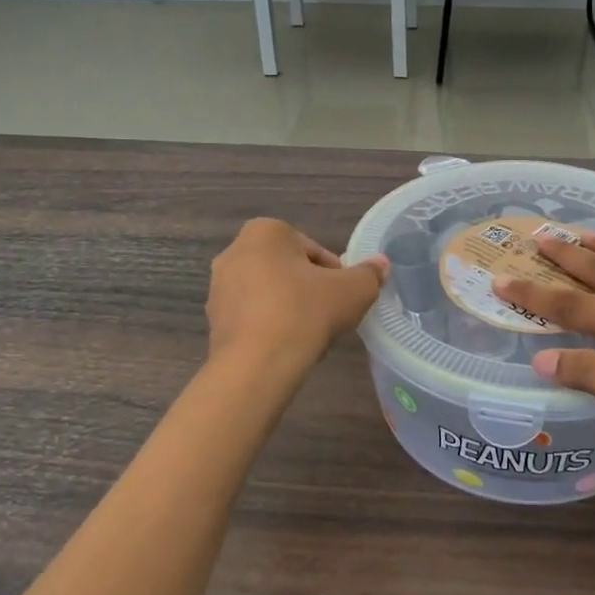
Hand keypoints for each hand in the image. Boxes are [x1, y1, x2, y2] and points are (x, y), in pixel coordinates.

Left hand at [206, 219, 386, 371]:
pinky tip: (287, 347)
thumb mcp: (353, 290)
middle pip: (289, 269)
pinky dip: (271, 327)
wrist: (257, 363)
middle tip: (331, 315)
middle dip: (310, 289)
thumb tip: (381, 264)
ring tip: (311, 335)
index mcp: (265, 231)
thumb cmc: (305, 311)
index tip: (345, 297)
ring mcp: (219, 287)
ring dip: (290, 308)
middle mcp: (234, 251)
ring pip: (269, 293)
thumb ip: (369, 274)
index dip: (336, 274)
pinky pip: (252, 317)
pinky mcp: (213, 321)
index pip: (314, 250)